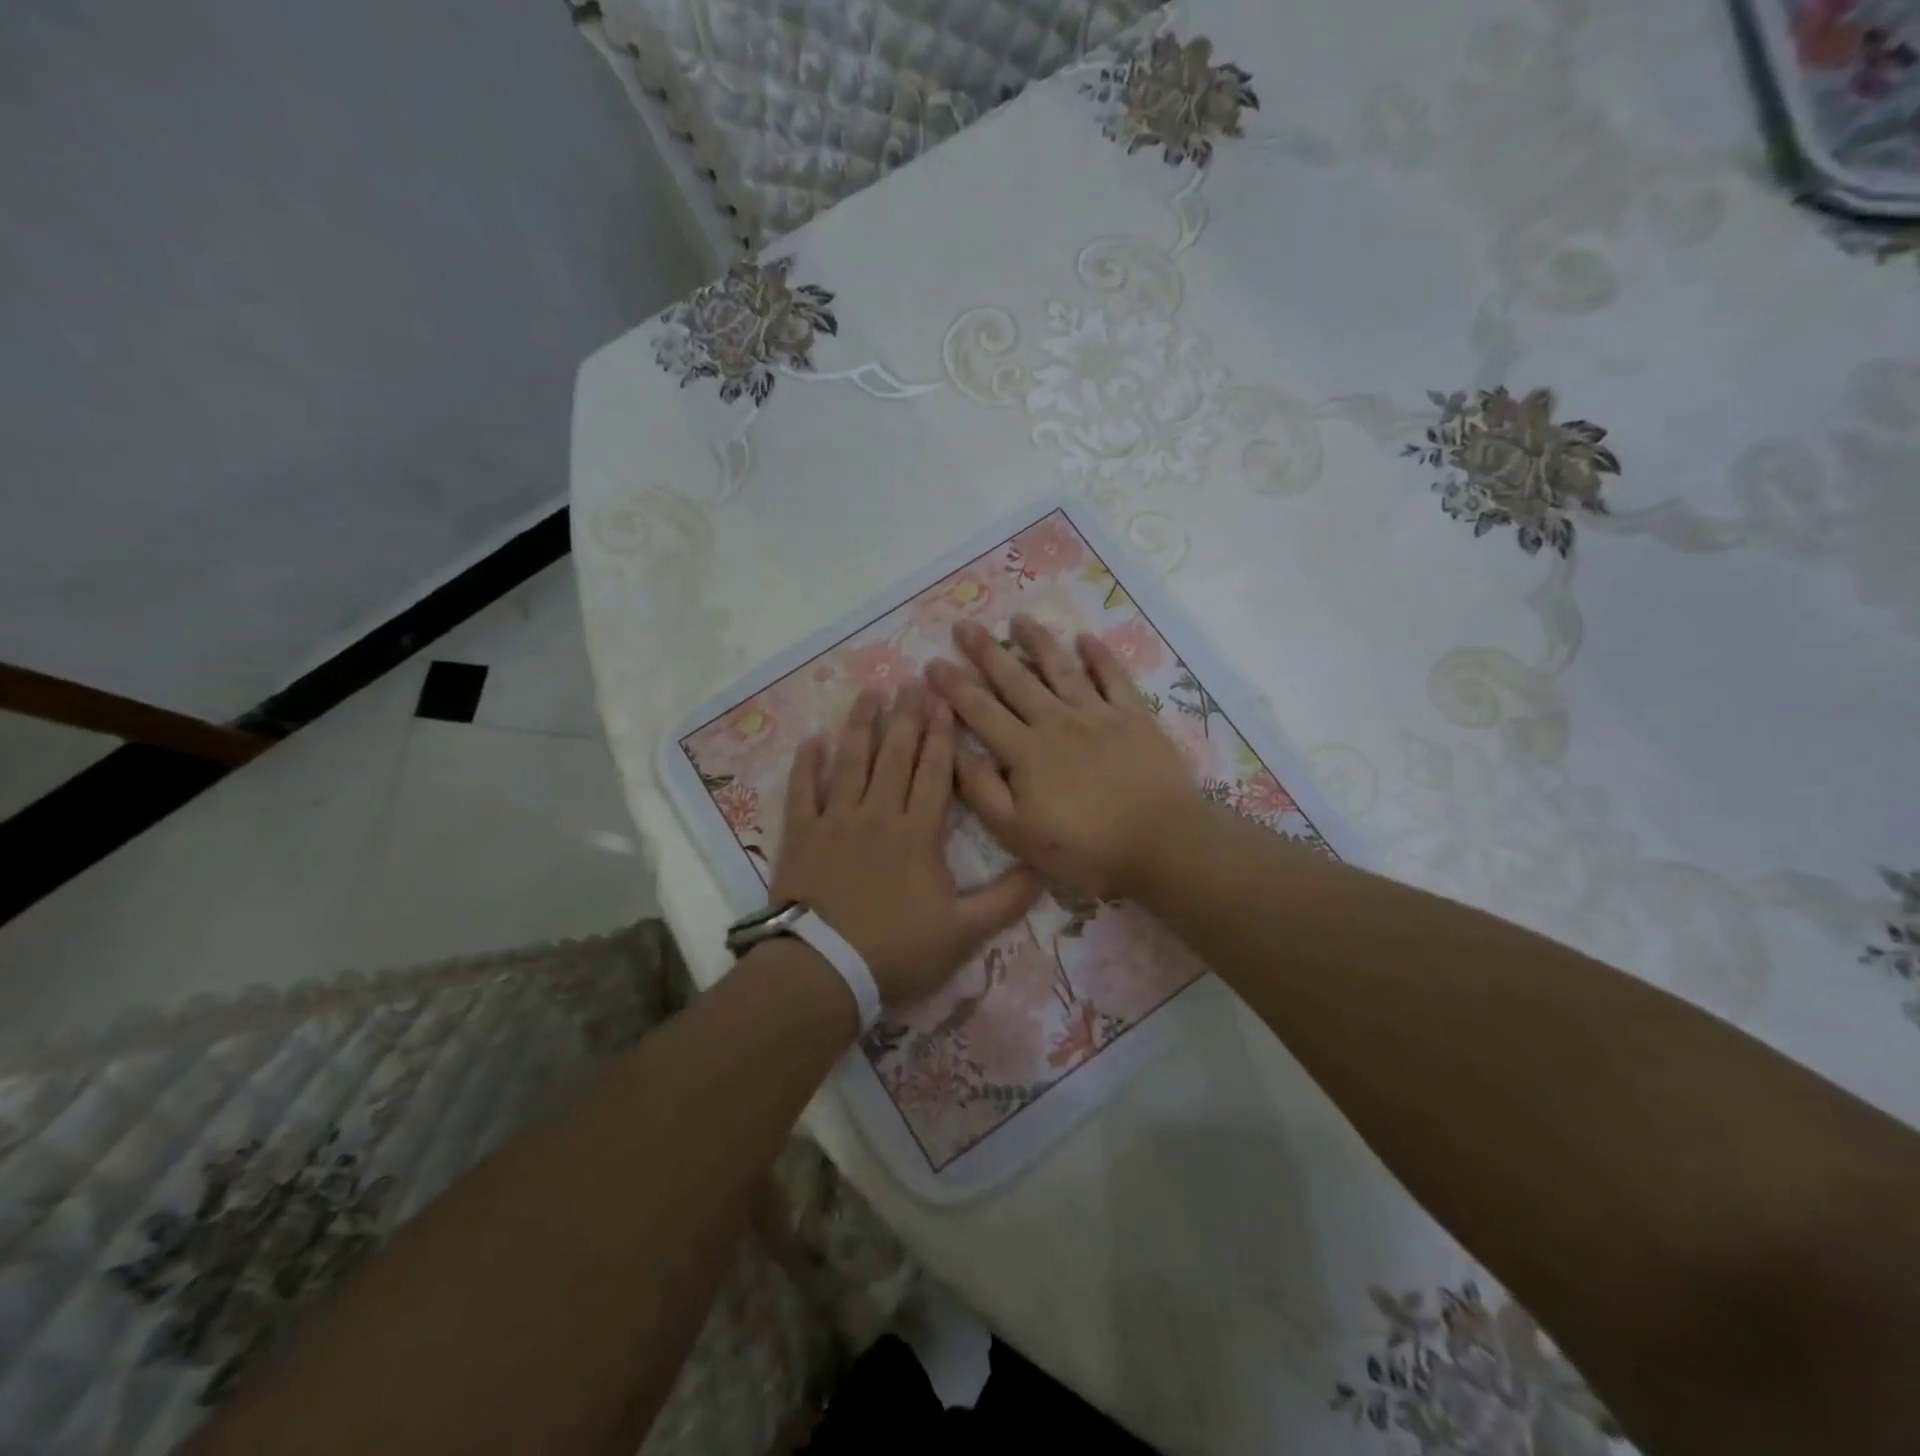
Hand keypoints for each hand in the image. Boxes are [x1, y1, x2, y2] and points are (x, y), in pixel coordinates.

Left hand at [770, 683, 1041, 1009]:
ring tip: (869, 694)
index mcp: (917, 833)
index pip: (934, 773)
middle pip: (894, 756)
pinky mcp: (801, 836)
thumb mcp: (963, 933)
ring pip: (850, 763)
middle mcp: (877, 815)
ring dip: (860, 726)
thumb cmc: (896, 951)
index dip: (941, 736)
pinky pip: (803, 791)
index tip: (945, 702)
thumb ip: (1005, 901)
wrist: (824, 971)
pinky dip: (807, 765)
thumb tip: (1044, 870)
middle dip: (906, 717)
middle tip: (912, 682)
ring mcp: (835, 822)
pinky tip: (812, 740)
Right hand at [927, 615, 1201, 899]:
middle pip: (1015, 680)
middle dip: (986, 652)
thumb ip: (981, 790)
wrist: (1162, 843)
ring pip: (1061, 669)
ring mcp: (1098, 714)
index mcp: (1025, 751)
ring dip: (1038, 642)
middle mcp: (1056, 722)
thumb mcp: (1018, 833)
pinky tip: (1086, 638)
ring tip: (1019, 618)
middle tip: (965, 626)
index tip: (932, 663)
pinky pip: (1113, 677)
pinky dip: (1099, 656)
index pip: (980, 710)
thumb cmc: (1085, 847)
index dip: (954, 686)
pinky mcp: (1134, 717)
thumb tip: (953, 749)